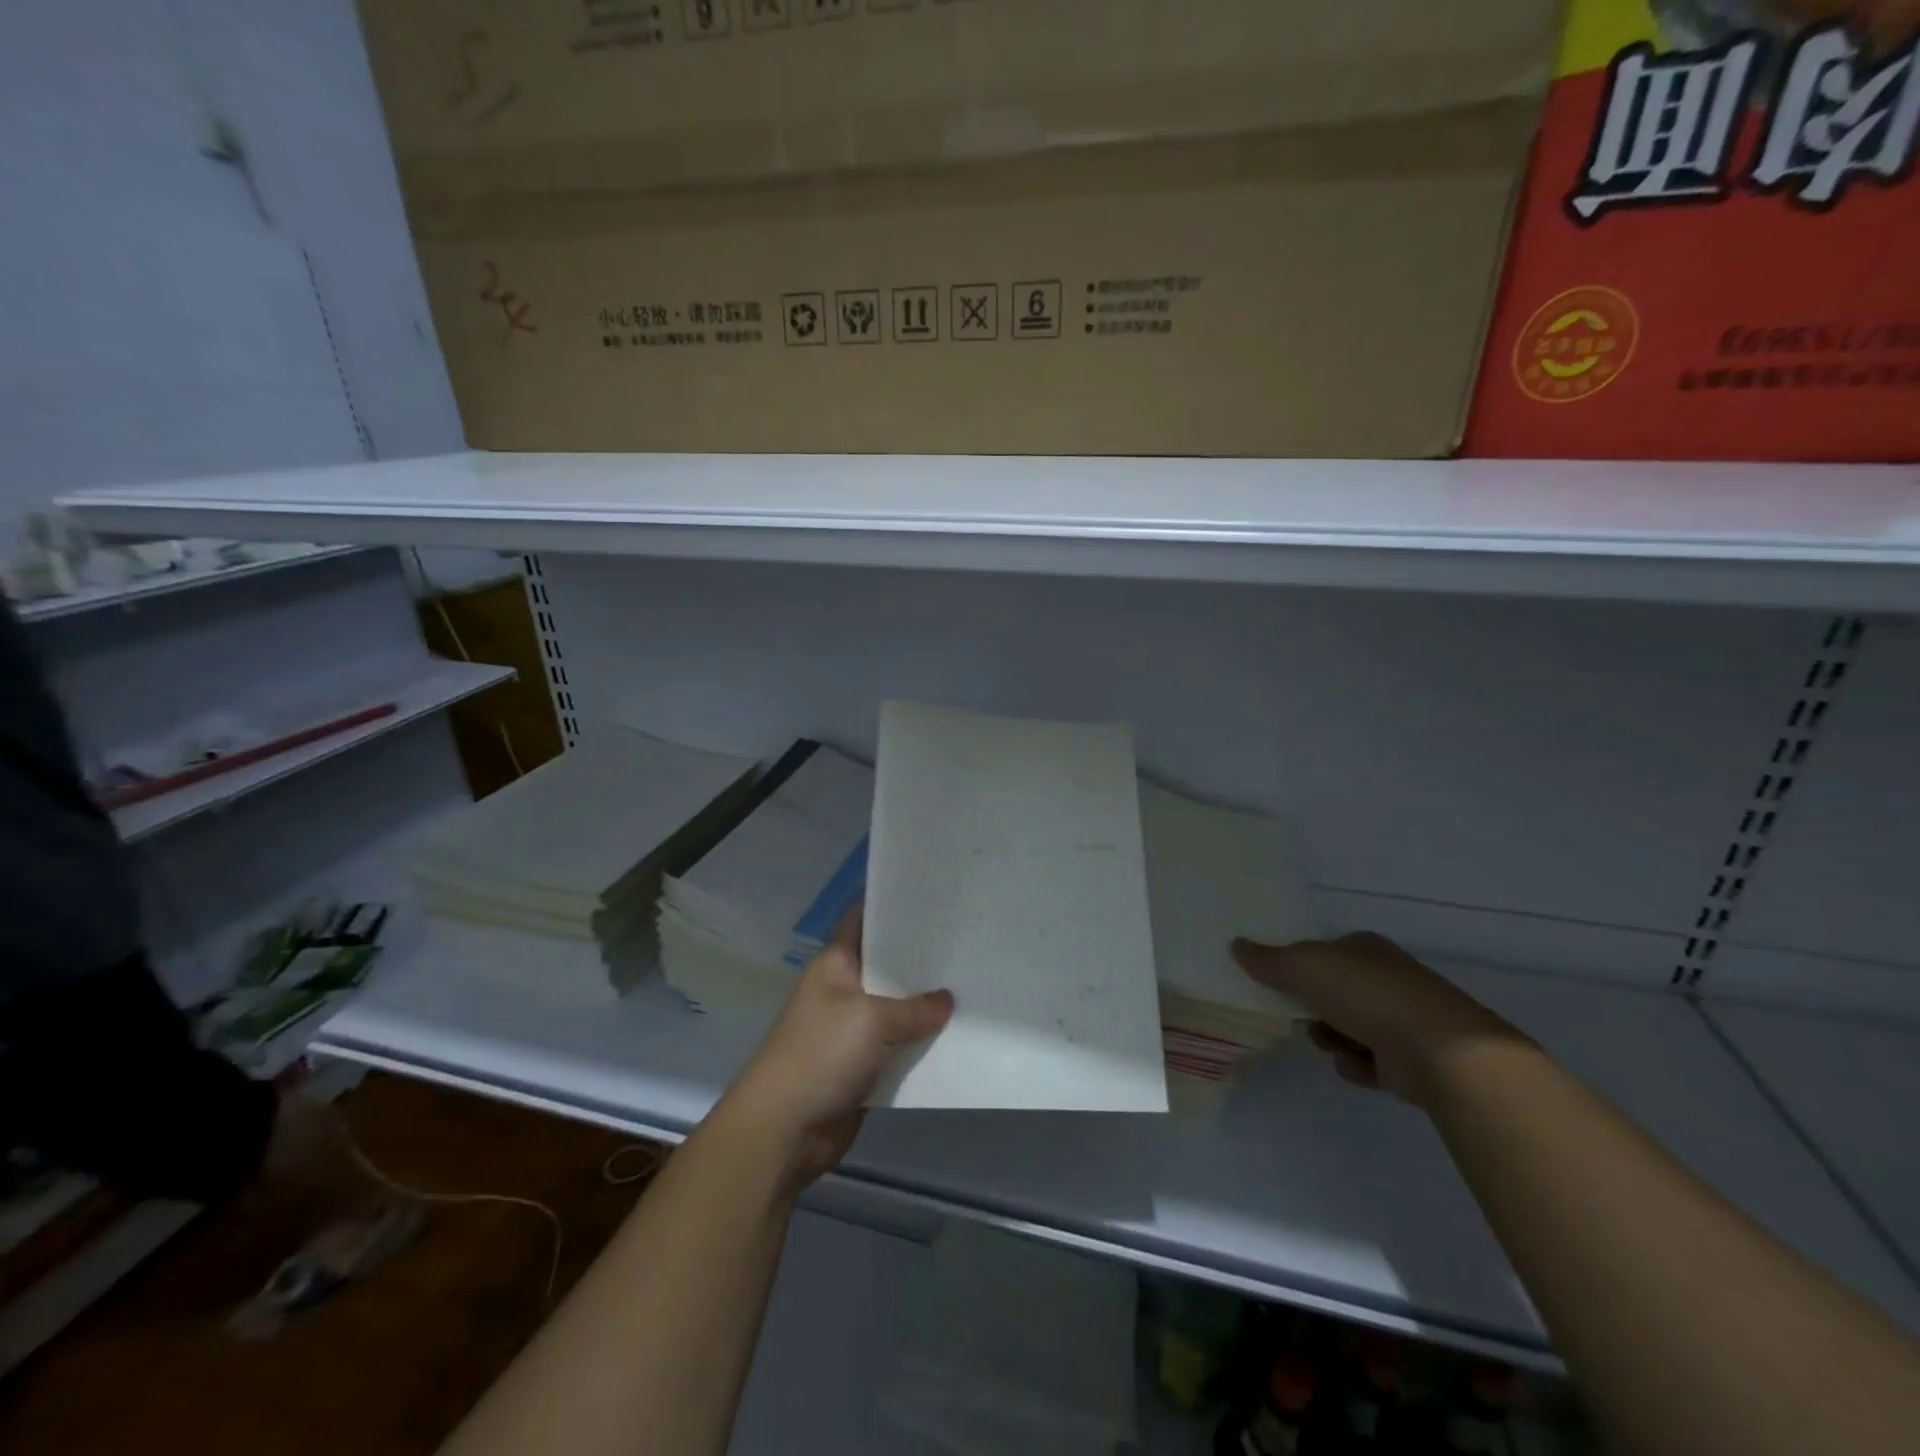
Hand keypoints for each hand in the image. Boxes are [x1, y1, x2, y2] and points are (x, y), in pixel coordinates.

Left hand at [723, 910, 952, 1187]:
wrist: (785, 1131)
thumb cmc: (821, 1055)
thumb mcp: (871, 1020)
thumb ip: (914, 1009)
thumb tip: (947, 999)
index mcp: (835, 965)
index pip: (864, 922)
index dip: (893, 907)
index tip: (933, 897)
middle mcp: (843, 991)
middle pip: (886, 967)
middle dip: (921, 960)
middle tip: (967, 943)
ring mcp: (851, 1031)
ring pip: (896, 1010)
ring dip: (925, 1007)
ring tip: (972, 987)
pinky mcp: (861, 1067)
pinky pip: (897, 1048)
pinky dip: (919, 1046)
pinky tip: (955, 1037)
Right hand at [1232, 931, 1526, 1109]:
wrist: (1442, 1051)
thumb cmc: (1367, 994)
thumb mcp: (1304, 967)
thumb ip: (1268, 960)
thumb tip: (1235, 945)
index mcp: (1364, 948)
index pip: (1322, 952)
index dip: (1298, 968)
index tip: (1277, 986)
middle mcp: (1386, 978)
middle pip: (1333, 992)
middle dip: (1313, 1010)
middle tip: (1300, 1018)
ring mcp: (1403, 1018)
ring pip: (1348, 1027)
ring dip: (1333, 1040)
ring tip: (1334, 1046)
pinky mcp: (1414, 1058)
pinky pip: (1370, 1061)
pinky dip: (1359, 1065)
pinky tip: (1360, 1066)